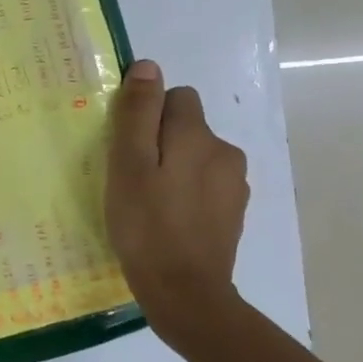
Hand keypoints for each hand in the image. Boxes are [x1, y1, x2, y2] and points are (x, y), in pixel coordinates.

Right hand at [105, 60, 249, 341]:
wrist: (186, 295)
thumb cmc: (147, 226)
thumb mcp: (128, 165)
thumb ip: (138, 113)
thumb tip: (148, 66)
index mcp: (198, 135)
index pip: (176, 97)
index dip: (148, 116)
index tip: (127, 148)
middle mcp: (224, 151)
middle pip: (187, 126)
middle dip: (161, 141)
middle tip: (133, 179)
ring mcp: (235, 185)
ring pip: (196, 156)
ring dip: (175, 168)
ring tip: (149, 204)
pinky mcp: (234, 213)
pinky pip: (206, 185)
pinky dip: (187, 194)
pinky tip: (169, 222)